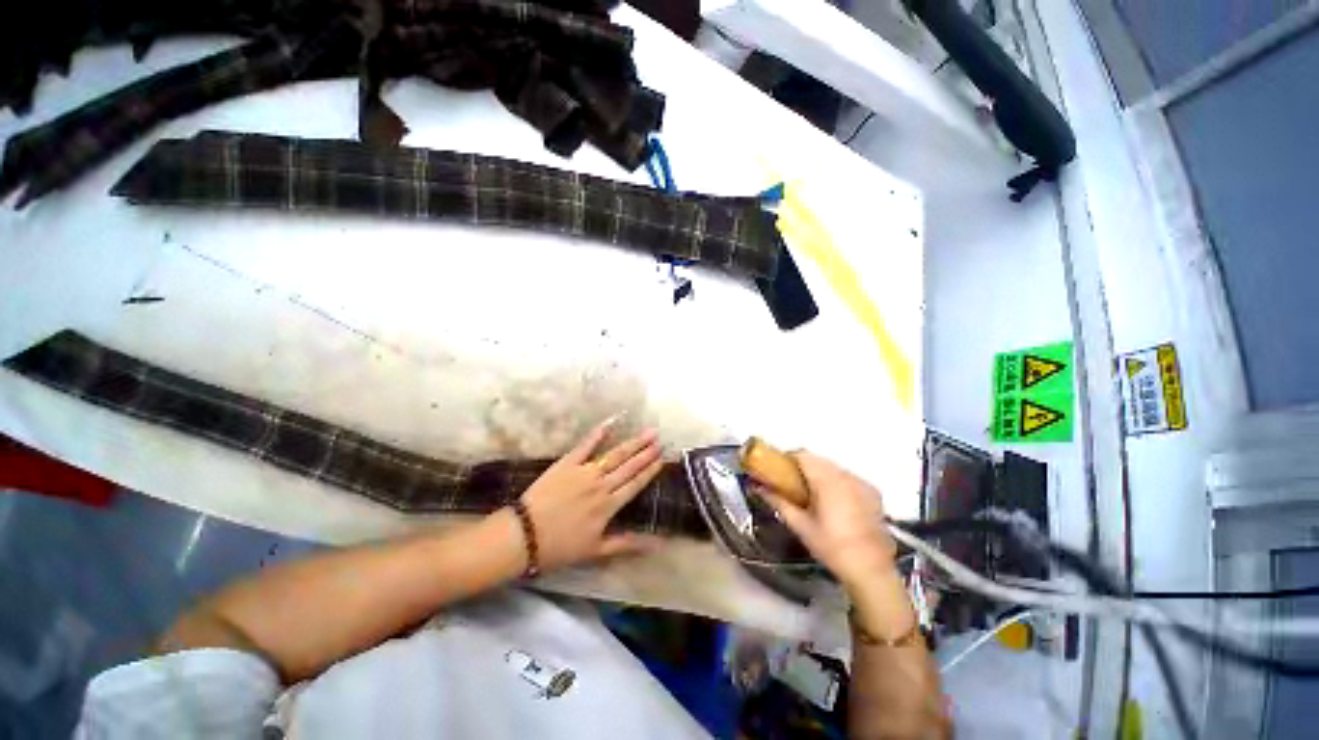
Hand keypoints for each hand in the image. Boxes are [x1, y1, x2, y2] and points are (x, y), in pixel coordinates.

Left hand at [518, 417, 665, 571]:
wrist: (524, 536)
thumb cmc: (559, 547)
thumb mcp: (596, 551)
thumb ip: (627, 544)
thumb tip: (657, 544)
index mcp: (609, 506)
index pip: (635, 484)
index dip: (650, 471)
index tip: (663, 459)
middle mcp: (601, 485)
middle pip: (629, 466)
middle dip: (646, 453)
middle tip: (660, 440)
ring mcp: (585, 471)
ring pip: (614, 454)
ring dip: (633, 443)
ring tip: (648, 432)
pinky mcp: (567, 463)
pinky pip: (586, 445)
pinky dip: (598, 432)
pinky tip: (611, 421)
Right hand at [760, 452, 896, 589]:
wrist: (871, 570)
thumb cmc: (832, 547)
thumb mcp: (801, 526)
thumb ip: (778, 502)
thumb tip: (759, 488)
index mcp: (826, 480)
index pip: (802, 454)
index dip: (787, 458)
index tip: (778, 471)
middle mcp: (845, 475)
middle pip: (818, 459)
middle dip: (803, 467)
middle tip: (792, 485)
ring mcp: (862, 483)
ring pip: (834, 467)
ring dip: (820, 474)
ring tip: (813, 495)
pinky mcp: (873, 493)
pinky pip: (849, 478)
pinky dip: (838, 482)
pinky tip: (835, 503)